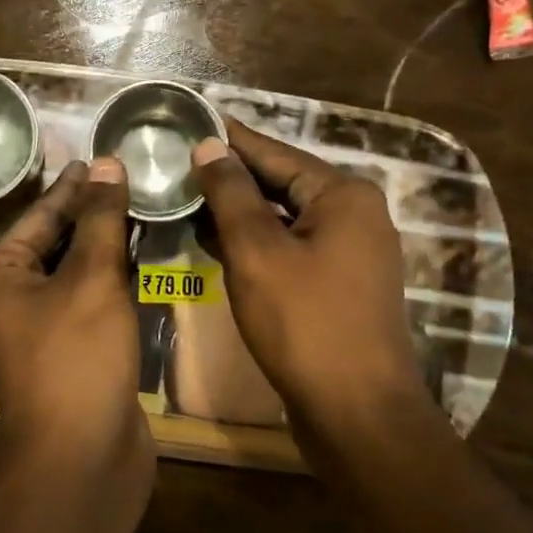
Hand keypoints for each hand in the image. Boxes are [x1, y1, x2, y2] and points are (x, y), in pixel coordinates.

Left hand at [0, 157, 154, 499]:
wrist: (83, 456)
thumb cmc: (77, 356)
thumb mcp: (92, 277)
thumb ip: (101, 219)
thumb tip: (107, 163)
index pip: (37, 217)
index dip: (72, 187)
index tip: (100, 158)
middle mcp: (7, 302)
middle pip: (52, 243)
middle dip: (90, 214)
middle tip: (128, 178)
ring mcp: (37, 331)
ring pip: (73, 274)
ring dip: (104, 246)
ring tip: (141, 208)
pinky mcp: (68, 353)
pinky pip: (88, 302)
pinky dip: (111, 280)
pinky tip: (141, 258)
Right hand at [192, 119, 440, 444]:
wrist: (356, 412)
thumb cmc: (304, 323)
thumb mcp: (257, 251)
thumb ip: (230, 193)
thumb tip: (210, 146)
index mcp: (343, 195)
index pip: (275, 152)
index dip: (229, 138)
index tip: (190, 120)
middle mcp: (354, 215)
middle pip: (280, 183)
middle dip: (229, 176)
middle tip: (176, 160)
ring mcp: (349, 253)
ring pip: (283, 219)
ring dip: (236, 211)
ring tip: (184, 196)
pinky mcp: (337, 286)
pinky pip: (289, 248)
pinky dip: (253, 243)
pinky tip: (212, 241)